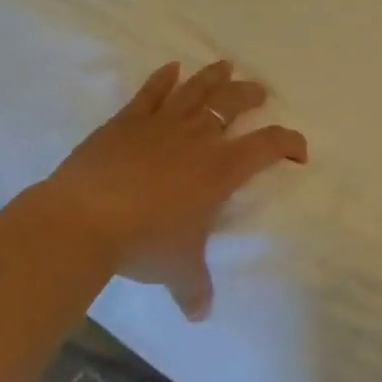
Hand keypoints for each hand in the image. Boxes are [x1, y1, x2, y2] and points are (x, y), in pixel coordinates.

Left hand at [32, 61, 306, 319]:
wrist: (82, 220)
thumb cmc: (143, 242)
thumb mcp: (177, 269)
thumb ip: (194, 287)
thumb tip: (200, 315)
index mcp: (222, 168)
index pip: (269, 145)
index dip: (290, 143)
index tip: (299, 151)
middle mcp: (199, 138)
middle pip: (233, 105)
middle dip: (251, 96)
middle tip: (259, 93)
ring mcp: (162, 124)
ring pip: (197, 90)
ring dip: (214, 77)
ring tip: (227, 65)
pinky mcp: (127, 121)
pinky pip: (151, 93)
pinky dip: (163, 79)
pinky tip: (171, 68)